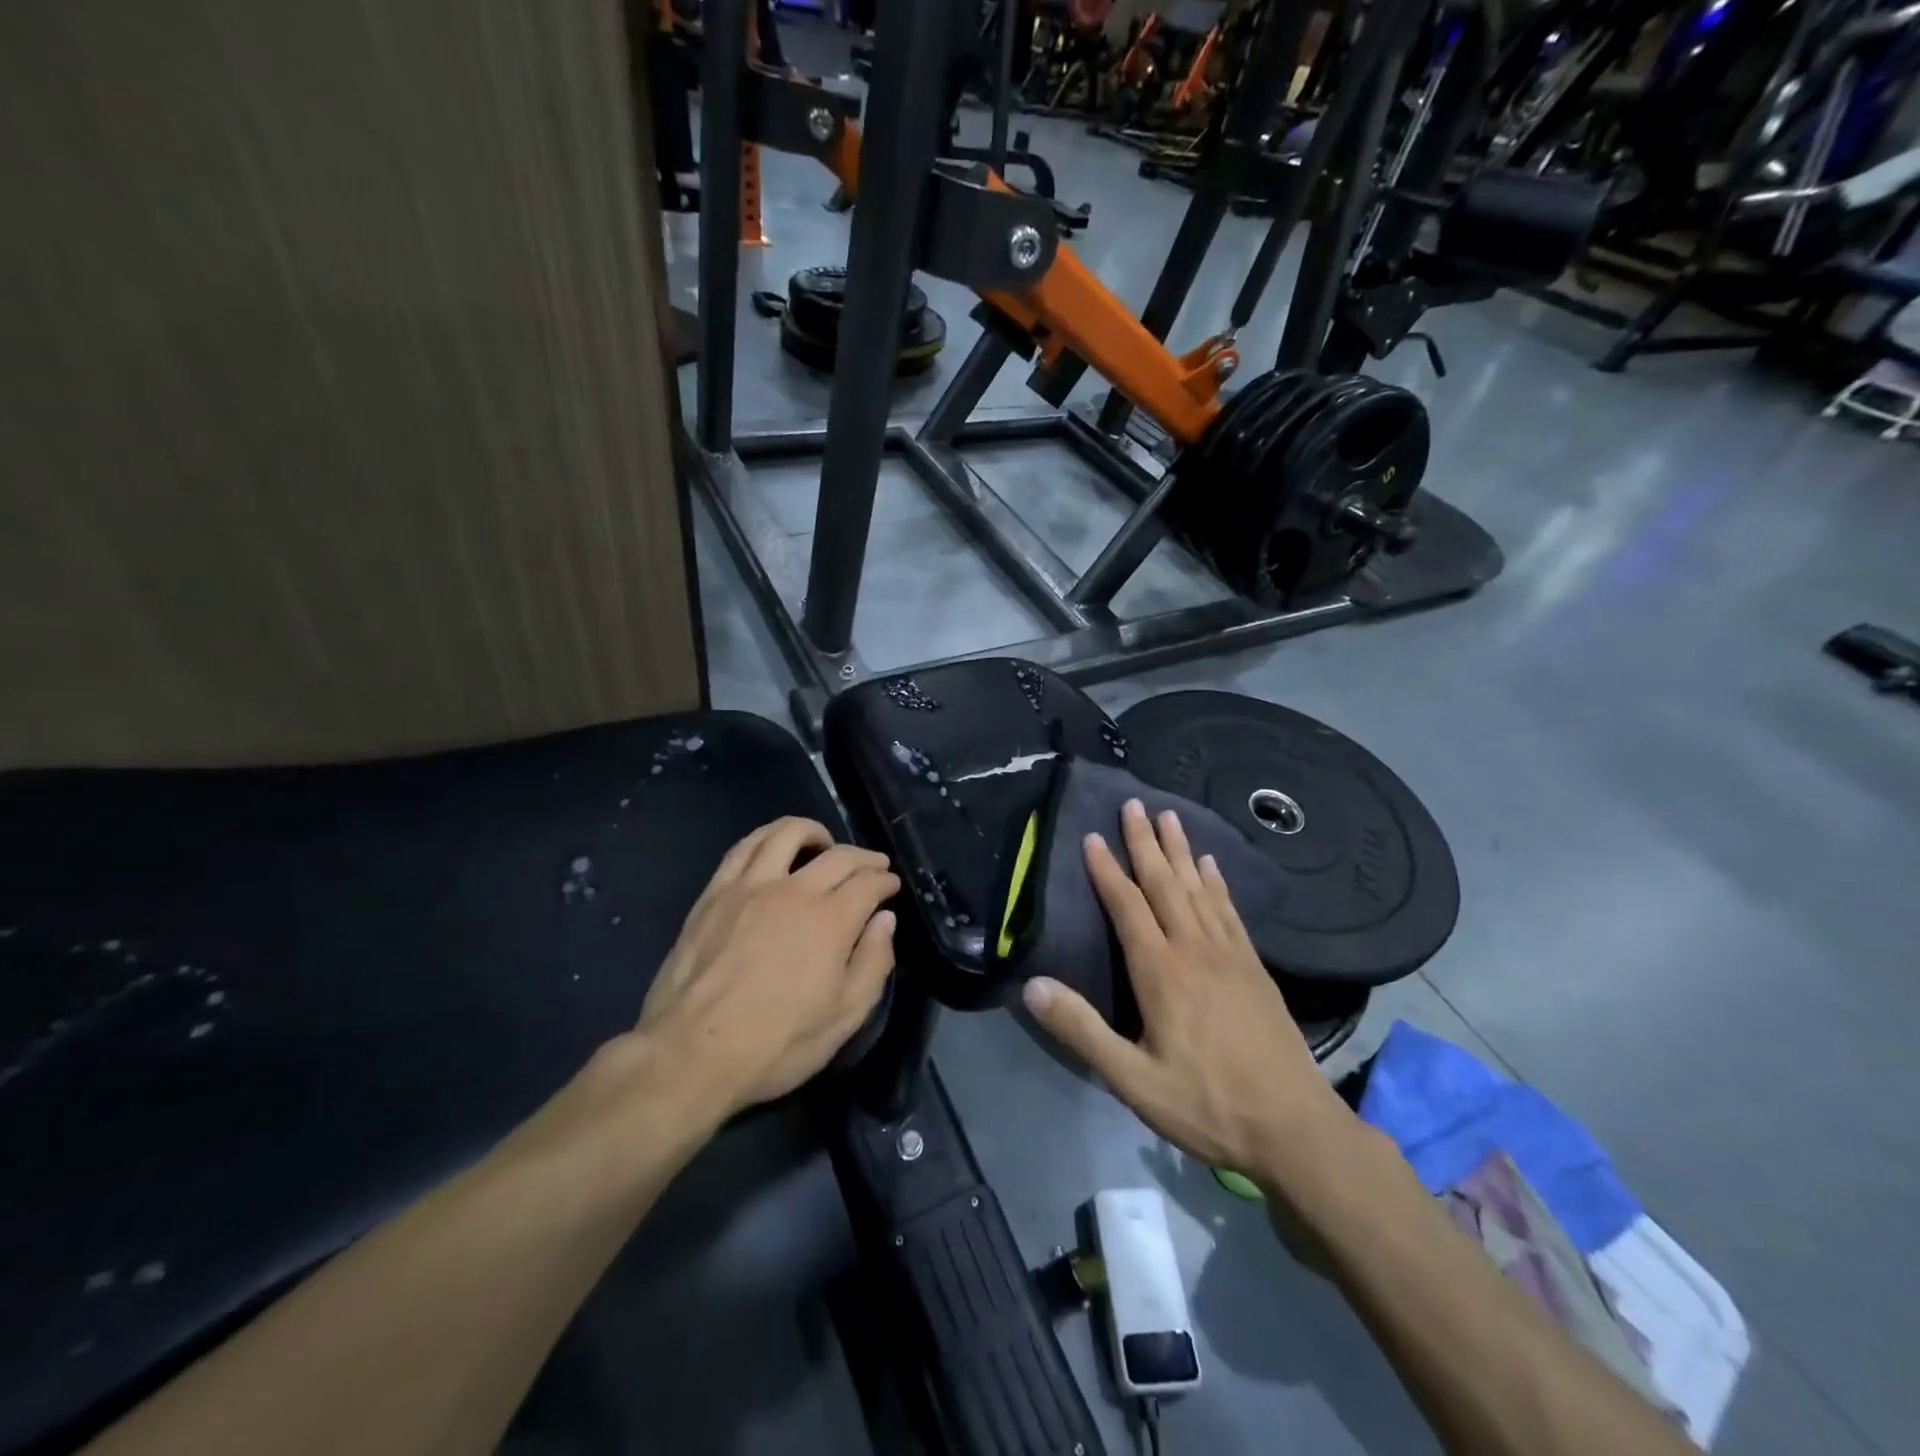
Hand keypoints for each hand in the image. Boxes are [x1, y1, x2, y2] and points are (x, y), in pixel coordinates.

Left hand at [632, 817, 899, 1118]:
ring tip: (823, 843)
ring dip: (814, 832)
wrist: (691, 1054)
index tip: (891, 886)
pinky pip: (744, 847)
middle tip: (873, 866)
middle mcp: (794, 890)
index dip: (885, 880)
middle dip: (864, 857)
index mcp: (831, 921)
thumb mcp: (844, 1018)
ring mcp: (750, 886)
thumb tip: (885, 920)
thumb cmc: (775, 1044)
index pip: (869, 883)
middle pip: (838, 855)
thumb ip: (873, 963)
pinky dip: (767, 836)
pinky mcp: (715, 892)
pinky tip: (773, 847)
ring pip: (787, 833)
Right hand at [1020, 799, 1352, 1188]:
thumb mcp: (1133, 1080)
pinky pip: (1230, 911)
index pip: (1127, 906)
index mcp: (1161, 972)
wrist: (1294, 1128)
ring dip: (1181, 851)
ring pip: (1198, 889)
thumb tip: (1032, 986)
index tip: (1093, 835)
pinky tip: (1211, 866)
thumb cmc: (1206, 1105)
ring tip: (1169, 816)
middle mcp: (1195, 950)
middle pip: (1165, 884)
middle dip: (1145, 842)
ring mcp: (1230, 955)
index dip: (1107, 869)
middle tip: (1133, 803)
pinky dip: (1217, 883)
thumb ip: (1082, 1030)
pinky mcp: (1254, 967)